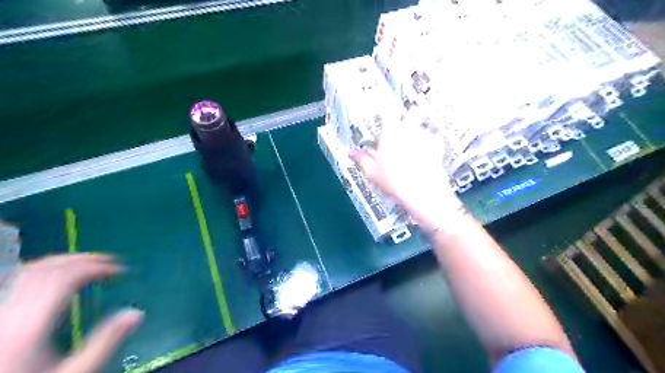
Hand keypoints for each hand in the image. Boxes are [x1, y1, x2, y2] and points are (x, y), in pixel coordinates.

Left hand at [1, 253, 141, 372]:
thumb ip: (105, 342)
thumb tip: (136, 314)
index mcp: (30, 325)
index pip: (66, 278)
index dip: (97, 267)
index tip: (120, 270)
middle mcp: (8, 314)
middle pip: (47, 269)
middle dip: (83, 259)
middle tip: (110, 261)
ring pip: (27, 271)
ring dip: (62, 261)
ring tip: (86, 263)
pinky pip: (14, 281)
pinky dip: (39, 271)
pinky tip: (52, 276)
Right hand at [353, 120, 466, 229]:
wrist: (422, 191)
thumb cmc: (396, 181)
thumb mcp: (372, 171)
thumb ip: (362, 158)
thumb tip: (353, 153)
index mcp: (391, 133)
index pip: (388, 112)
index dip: (387, 110)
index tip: (386, 113)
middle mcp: (409, 130)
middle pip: (411, 113)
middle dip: (409, 115)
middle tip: (404, 125)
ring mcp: (424, 137)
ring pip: (421, 127)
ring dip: (418, 132)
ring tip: (413, 147)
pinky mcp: (437, 146)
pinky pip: (433, 140)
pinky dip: (430, 144)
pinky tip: (424, 154)